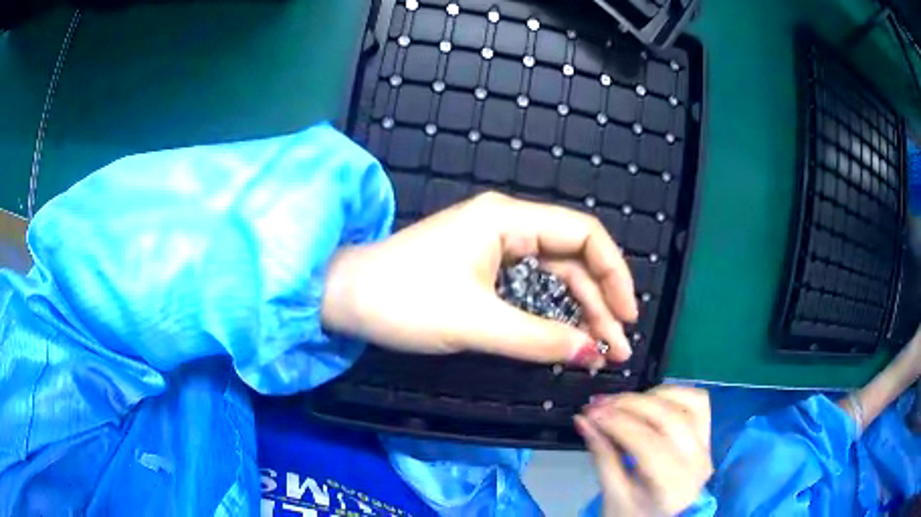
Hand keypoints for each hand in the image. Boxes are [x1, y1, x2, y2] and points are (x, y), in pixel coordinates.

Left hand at [321, 191, 637, 366]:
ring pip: (554, 279)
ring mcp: (495, 250)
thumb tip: (591, 353)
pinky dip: (551, 317)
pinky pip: (530, 291)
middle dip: (599, 305)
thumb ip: (539, 339)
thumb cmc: (403, 302)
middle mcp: (508, 227)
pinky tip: (566, 342)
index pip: (584, 234)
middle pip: (573, 261)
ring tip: (600, 354)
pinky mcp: (482, 272)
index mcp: (508, 220)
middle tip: (617, 351)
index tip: (627, 317)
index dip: (614, 273)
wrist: (345, 299)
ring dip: (579, 315)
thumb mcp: (475, 322)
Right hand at [576, 386, 712, 515]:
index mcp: (671, 487)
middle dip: (631, 404)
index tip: (591, 413)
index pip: (648, 445)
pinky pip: (698, 401)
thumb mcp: (612, 492)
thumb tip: (583, 419)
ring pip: (688, 403)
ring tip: (624, 403)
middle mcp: (697, 463)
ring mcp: (707, 447)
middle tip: (600, 403)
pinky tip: (650, 401)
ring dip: (653, 396)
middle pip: (669, 419)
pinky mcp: (708, 436)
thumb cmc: (632, 512)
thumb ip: (601, 454)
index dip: (618, 423)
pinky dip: (673, 394)